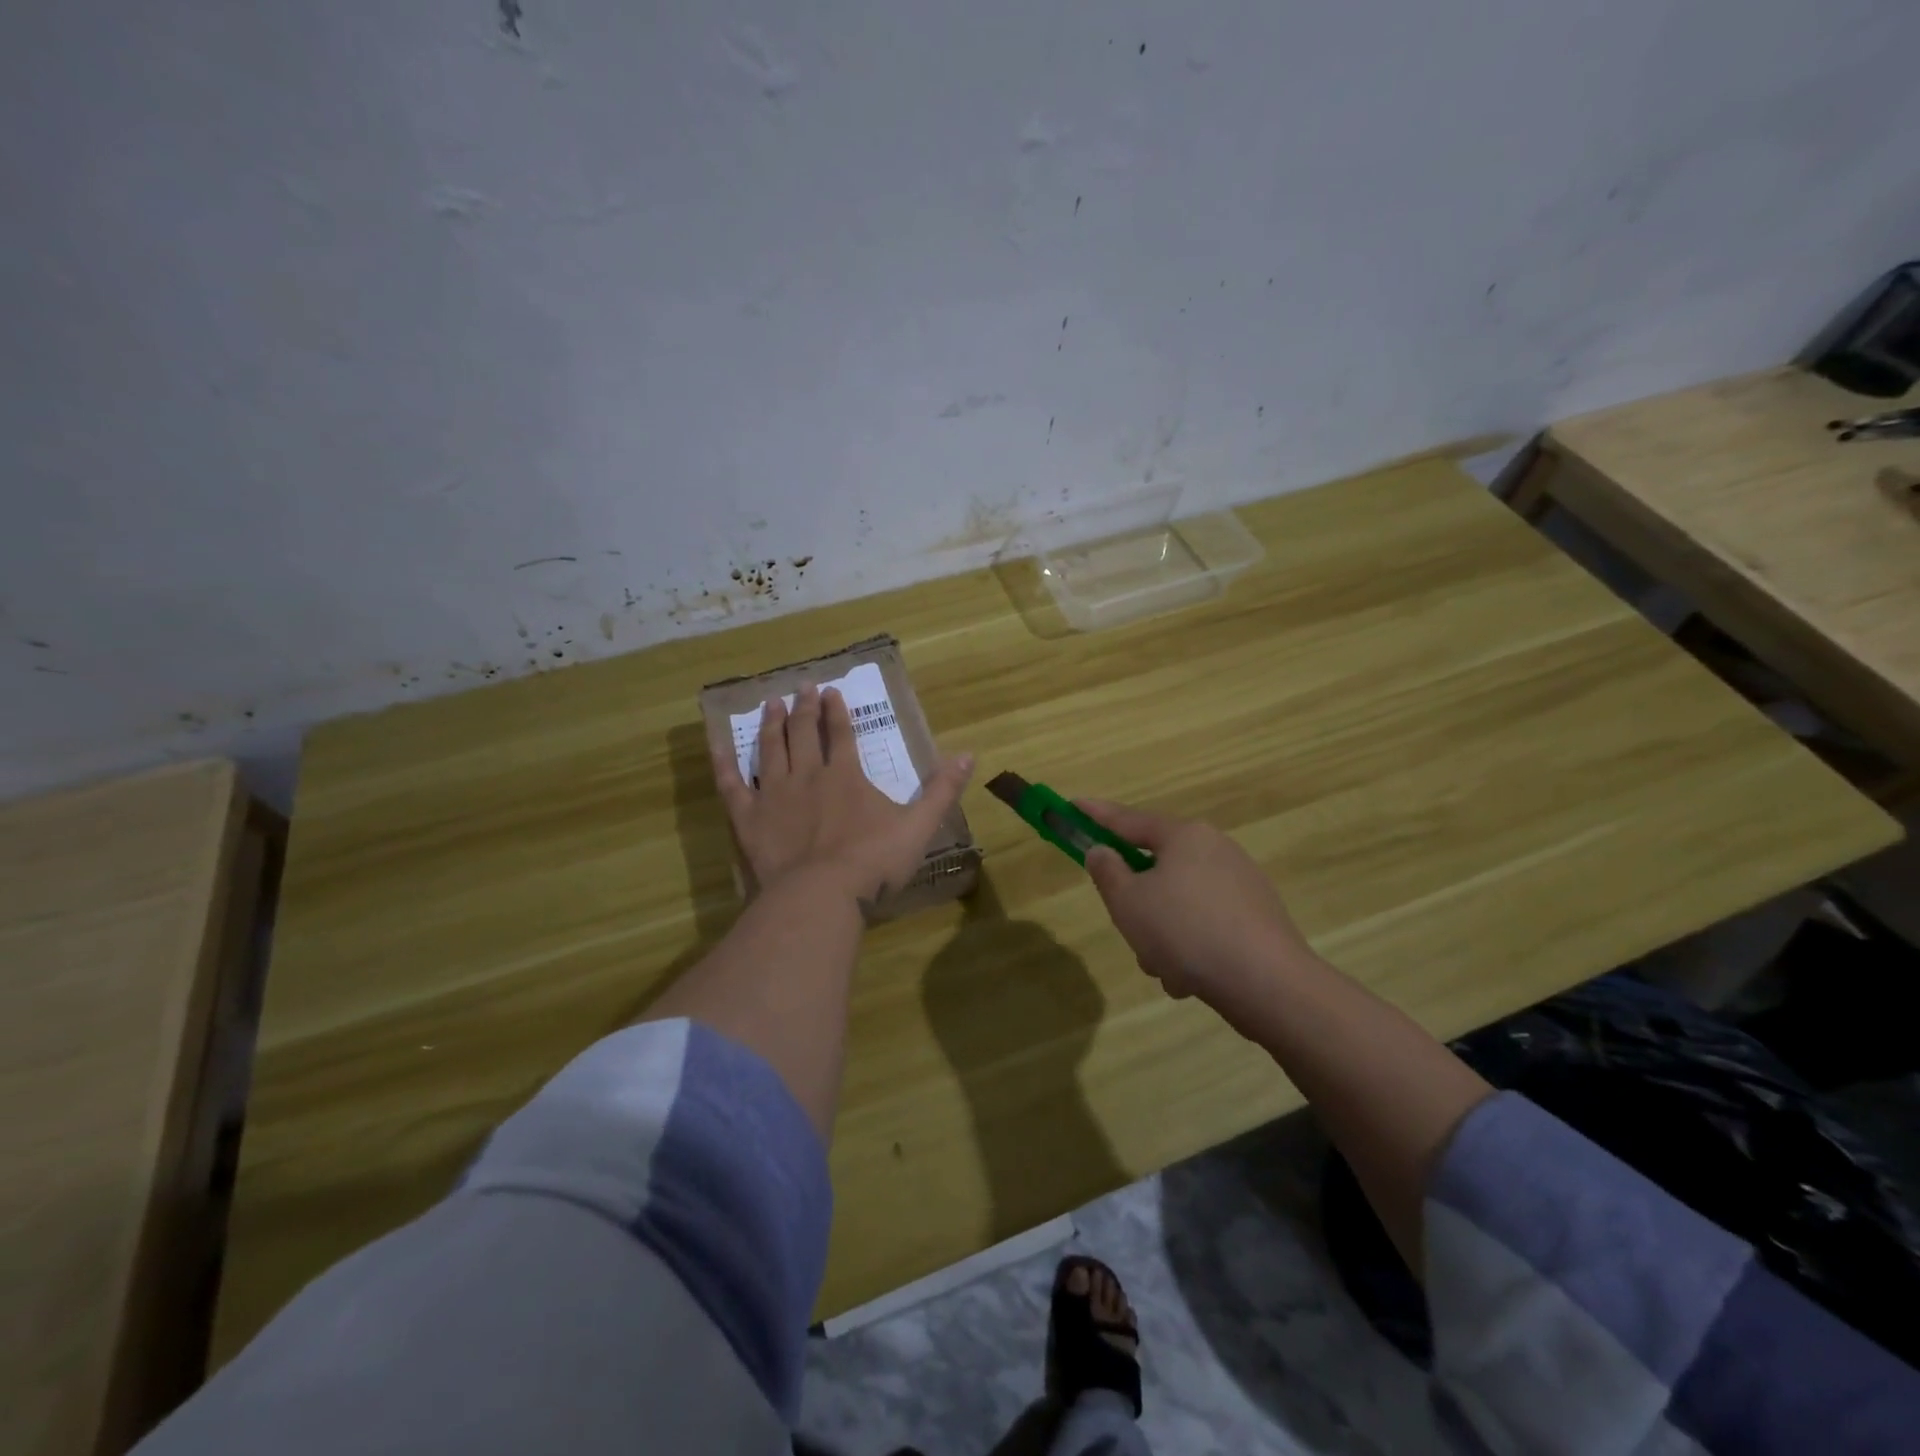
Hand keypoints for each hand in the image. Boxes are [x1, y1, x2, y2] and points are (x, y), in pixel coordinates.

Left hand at [713, 683, 973, 903]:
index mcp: (846, 777)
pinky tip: (719, 746)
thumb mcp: (918, 827)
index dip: (837, 711)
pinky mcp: (748, 818)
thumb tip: (968, 754)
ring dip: (771, 725)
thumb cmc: (872, 863)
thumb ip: (942, 791)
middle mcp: (807, 775)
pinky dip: (725, 764)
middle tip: (801, 687)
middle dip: (804, 708)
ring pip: (770, 750)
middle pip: (804, 734)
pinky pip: (732, 785)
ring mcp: (774, 795)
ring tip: (770, 703)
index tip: (831, 691)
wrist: (819, 896)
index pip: (841, 734)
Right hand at [1079, 799, 1319, 1028]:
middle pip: (1157, 868)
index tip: (1073, 805)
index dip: (1096, 814)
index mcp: (1185, 836)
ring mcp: (1241, 883)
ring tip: (1164, 967)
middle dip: (1137, 903)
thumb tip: (1102, 851)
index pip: (1128, 819)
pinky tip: (1191, 979)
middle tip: (1129, 928)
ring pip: (1178, 903)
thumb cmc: (1185, 932)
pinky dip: (1190, 947)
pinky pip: (1204, 924)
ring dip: (1162, 934)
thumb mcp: (1128, 902)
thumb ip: (1107, 872)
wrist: (1267, 983)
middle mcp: (1216, 849)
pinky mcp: (1256, 917)